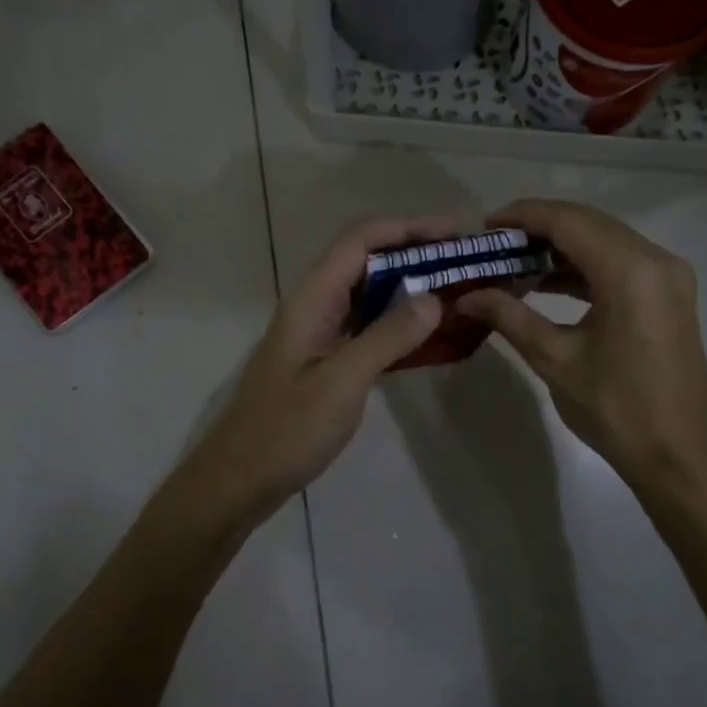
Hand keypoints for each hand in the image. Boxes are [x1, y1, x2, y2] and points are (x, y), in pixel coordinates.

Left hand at [177, 216, 453, 525]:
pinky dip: (399, 322)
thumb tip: (433, 298)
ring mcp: (319, 332)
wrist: (241, 479)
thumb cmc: (287, 430)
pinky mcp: (326, 358)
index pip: (361, 240)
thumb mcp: (342, 382)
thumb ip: (387, 337)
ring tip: (457, 293)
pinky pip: (367, 325)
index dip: (408, 228)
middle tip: (465, 265)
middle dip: (415, 254)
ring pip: (369, 293)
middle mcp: (315, 305)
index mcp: (312, 299)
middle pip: (367, 260)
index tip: (456, 234)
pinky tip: (430, 334)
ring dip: (410, 287)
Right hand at [456, 199, 706, 492]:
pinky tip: (548, 282)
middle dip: (539, 228)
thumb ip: (509, 317)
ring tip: (514, 264)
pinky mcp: (670, 295)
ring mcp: (668, 276)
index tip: (485, 226)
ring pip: (605, 241)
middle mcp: (656, 261)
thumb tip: (466, 296)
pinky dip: (584, 267)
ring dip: (560, 247)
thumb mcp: (555, 359)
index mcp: (630, 271)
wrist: (678, 455)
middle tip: (495, 245)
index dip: (523, 217)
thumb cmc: (615, 408)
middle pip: (589, 224)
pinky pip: (620, 263)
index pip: (568, 222)